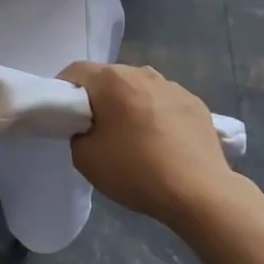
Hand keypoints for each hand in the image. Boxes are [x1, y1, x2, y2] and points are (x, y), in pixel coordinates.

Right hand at [59, 62, 236, 228]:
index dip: (63, 90)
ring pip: (139, 88)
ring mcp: (173, 86)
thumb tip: (89, 126)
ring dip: (130, 104)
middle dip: (99, 96)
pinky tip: (162, 142)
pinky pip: (164, 102)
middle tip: (96, 127)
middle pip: (109, 77)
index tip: (64, 115)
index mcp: (111, 79)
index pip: (75, 71)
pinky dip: (157, 114)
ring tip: (133, 136)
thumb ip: (77, 132)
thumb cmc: (136, 171)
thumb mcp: (84, 158)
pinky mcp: (196, 103)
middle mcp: (142, 73)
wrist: (200, 193)